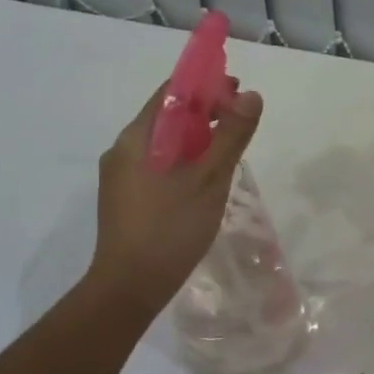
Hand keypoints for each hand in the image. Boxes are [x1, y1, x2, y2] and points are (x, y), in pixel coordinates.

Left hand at [83, 81, 263, 307]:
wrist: (129, 287)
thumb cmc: (169, 227)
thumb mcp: (209, 179)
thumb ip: (231, 136)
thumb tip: (251, 96)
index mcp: (136, 139)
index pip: (170, 94)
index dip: (204, 85)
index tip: (237, 90)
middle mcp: (123, 151)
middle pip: (167, 118)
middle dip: (204, 113)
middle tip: (241, 122)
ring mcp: (122, 178)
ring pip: (165, 145)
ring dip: (197, 139)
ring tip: (229, 150)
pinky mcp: (128, 200)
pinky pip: (160, 167)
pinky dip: (186, 162)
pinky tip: (206, 180)